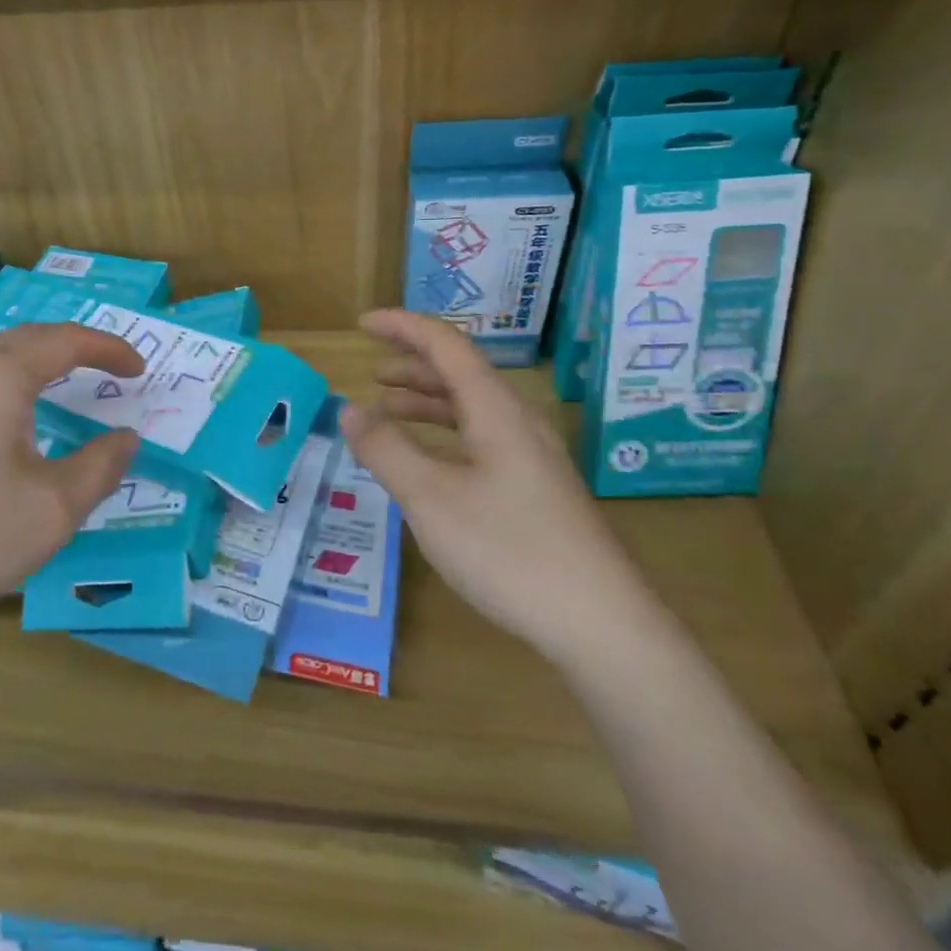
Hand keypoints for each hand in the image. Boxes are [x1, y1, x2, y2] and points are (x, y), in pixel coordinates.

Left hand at [0, 324, 143, 636]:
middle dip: (71, 348)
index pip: (66, 341)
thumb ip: (100, 466)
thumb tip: (125, 438)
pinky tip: (0, 417)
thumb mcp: (53, 509)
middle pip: (26, 338)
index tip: (139, 369)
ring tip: (58, 382)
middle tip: (106, 369)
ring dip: (31, 359)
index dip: (108, 349)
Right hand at [339, 309, 655, 660]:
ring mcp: (532, 456)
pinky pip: (481, 438)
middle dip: (412, 363)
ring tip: (387, 411)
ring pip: (472, 407)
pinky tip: (428, 462)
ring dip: (427, 400)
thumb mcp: (430, 498)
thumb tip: (349, 409)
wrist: (602, 626)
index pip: (445, 344)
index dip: (402, 326)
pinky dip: (444, 434)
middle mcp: (517, 421)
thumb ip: (385, 449)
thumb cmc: (509, 551)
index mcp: (495, 409)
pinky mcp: (536, 488)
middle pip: (461, 371)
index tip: (362, 324)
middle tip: (370, 371)